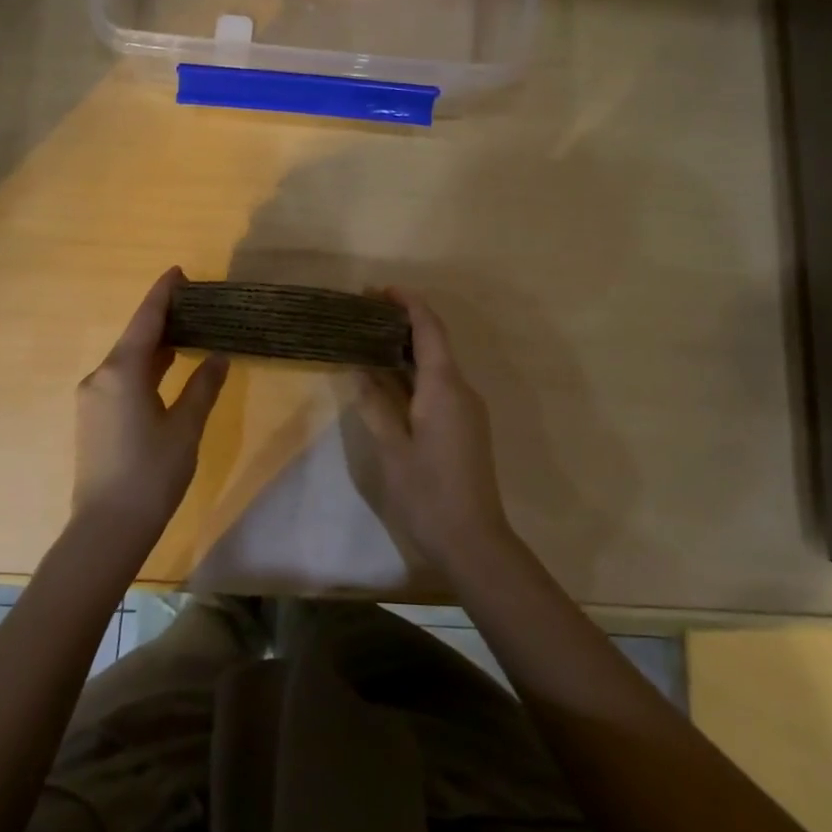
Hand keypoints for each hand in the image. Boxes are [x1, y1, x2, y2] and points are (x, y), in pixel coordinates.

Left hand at [74, 268, 228, 545]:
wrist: (106, 529)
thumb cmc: (151, 474)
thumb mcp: (186, 427)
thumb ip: (203, 386)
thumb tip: (218, 356)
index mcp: (122, 371)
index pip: (146, 320)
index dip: (163, 294)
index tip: (179, 272)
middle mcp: (101, 376)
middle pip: (134, 337)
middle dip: (162, 319)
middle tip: (195, 305)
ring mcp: (92, 398)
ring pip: (127, 360)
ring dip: (154, 345)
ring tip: (187, 333)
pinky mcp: (93, 418)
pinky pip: (121, 379)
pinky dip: (145, 368)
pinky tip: (166, 371)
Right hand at [351, 289, 512, 576]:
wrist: (474, 540)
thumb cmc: (428, 493)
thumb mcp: (392, 448)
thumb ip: (375, 403)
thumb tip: (358, 366)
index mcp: (444, 387)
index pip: (429, 329)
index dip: (407, 303)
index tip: (379, 291)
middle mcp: (461, 389)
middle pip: (434, 341)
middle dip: (403, 322)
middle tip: (363, 314)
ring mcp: (467, 408)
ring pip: (437, 363)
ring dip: (407, 348)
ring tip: (369, 340)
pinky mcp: (465, 425)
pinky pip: (439, 384)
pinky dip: (415, 371)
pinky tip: (389, 378)